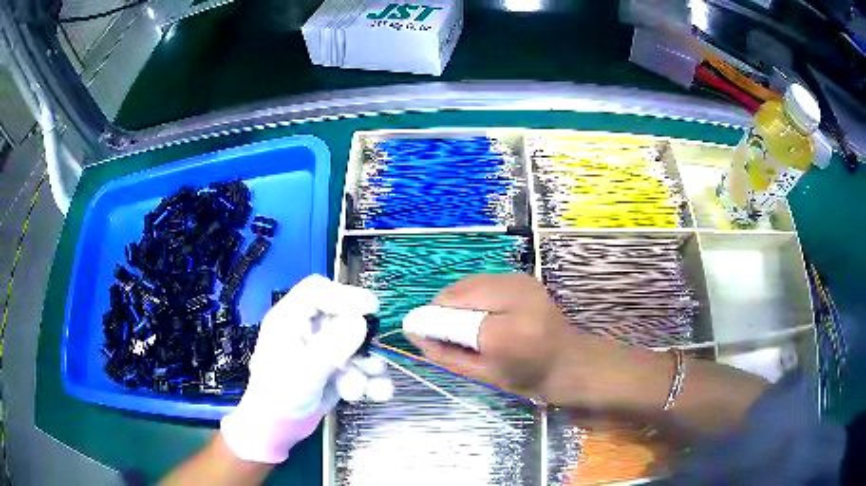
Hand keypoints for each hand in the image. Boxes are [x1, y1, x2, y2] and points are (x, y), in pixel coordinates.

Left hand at [220, 275, 391, 463]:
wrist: (277, 431)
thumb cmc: (278, 398)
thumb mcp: (303, 372)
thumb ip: (331, 346)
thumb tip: (361, 320)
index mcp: (289, 320)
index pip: (317, 291)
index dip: (345, 295)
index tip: (372, 308)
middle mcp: (308, 331)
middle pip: (344, 319)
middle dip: (360, 344)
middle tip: (368, 363)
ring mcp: (323, 351)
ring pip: (357, 346)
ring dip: (366, 367)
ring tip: (359, 390)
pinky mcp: (336, 371)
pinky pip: (361, 367)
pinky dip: (371, 380)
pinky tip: (376, 395)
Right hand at [404, 273, 768, 433]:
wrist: (576, 365)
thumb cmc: (533, 380)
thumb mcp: (486, 375)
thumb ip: (446, 354)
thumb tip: (414, 334)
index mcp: (505, 331)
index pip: (449, 317)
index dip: (428, 323)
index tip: (418, 334)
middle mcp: (514, 296)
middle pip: (455, 292)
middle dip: (442, 311)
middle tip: (444, 334)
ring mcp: (521, 282)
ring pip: (467, 283)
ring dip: (457, 303)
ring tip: (466, 327)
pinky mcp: (524, 278)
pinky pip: (482, 281)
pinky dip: (472, 296)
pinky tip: (483, 315)